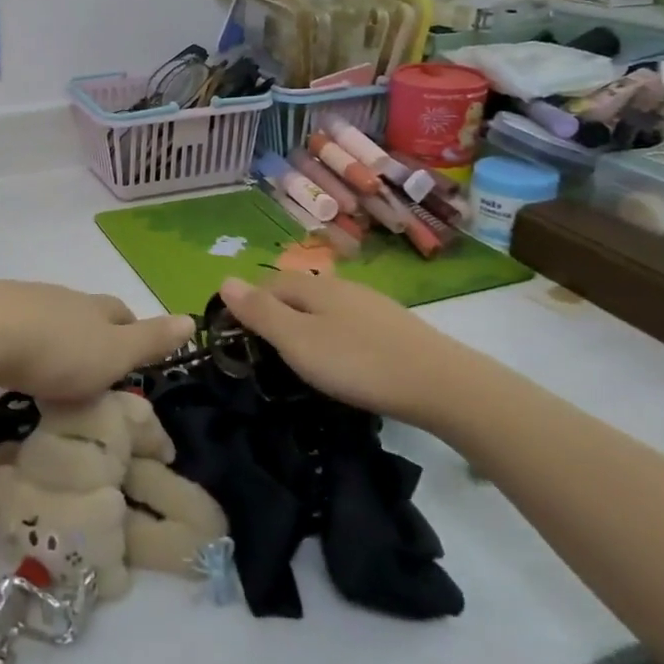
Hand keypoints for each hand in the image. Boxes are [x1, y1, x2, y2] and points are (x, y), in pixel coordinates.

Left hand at [0, 281, 194, 404]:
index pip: (121, 313)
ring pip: (48, 316)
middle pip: (84, 312)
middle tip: (92, 365)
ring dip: (54, 336)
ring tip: (51, 367)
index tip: (132, 352)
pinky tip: (12, 359)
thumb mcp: (114, 352)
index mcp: (94, 308)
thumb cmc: (57, 349)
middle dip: (92, 332)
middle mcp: (61, 298)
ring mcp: (22, 301)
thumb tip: (192, 319)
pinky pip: (13, 326)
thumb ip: (150, 340)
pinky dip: (20, 341)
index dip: (131, 329)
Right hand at [218, 273, 474, 426]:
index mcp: (313, 288)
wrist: (440, 384)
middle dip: (276, 312)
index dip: (247, 304)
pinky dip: (334, 335)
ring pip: (325, 307)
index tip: (236, 336)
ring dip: (305, 323)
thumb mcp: (297, 341)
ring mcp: (371, 304)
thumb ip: (260, 312)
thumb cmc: (357, 363)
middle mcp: (341, 287)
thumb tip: (224, 279)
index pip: (267, 284)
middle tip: (264, 351)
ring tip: (299, 356)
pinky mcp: (394, 326)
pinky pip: (349, 322)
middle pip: (296, 292)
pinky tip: (342, 358)